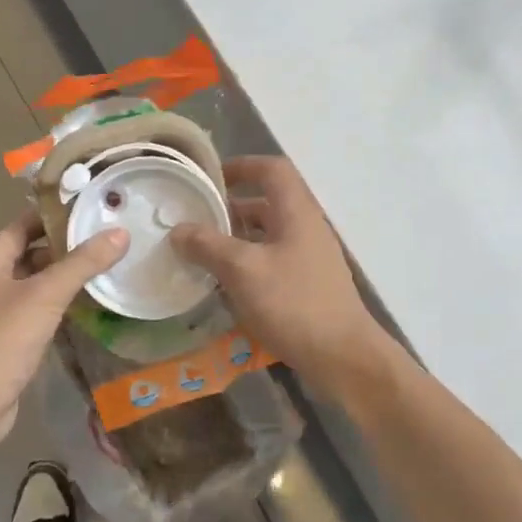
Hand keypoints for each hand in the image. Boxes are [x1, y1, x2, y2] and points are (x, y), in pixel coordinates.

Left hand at [0, 212, 127, 454]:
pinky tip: (87, 306)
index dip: (57, 215)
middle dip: (67, 247)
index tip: (93, 210)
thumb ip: (82, 263)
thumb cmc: (5, 339)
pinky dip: (58, 304)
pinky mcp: (6, 335)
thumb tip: (119, 234)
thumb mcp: (47, 295)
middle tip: (107, 240)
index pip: (26, 223)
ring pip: (36, 282)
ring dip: (64, 277)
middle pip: (32, 252)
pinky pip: (36, 309)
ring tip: (105, 269)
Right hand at [170, 156, 388, 394]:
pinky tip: (226, 285)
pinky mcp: (308, 286)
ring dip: (237, 239)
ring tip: (202, 252)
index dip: (242, 165)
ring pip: (268, 236)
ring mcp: (310, 259)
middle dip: (231, 208)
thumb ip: (208, 245)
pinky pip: (272, 262)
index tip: (210, 177)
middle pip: (267, 203)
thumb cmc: (293, 303)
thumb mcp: (243, 270)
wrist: (342, 356)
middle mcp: (306, 228)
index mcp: (296, 212)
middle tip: (196, 218)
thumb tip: (178, 230)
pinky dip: (248, 265)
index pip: (272, 170)